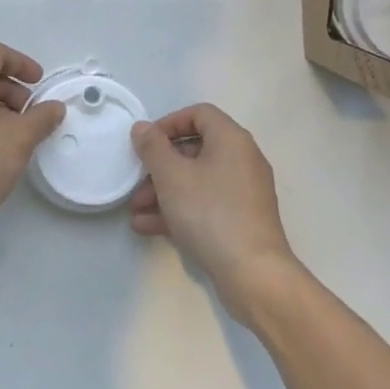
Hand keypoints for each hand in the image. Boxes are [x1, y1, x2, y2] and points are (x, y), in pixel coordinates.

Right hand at [129, 104, 303, 326]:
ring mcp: (243, 192)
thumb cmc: (210, 213)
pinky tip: (148, 226)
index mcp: (231, 140)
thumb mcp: (172, 176)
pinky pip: (205, 204)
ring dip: (163, 191)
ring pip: (197, 180)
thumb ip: (152, 147)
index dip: (169, 123)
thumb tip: (142, 128)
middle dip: (160, 166)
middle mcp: (242, 160)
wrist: (253, 274)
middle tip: (136, 181)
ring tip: (136, 210)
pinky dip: (179, 210)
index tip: (146, 142)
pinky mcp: (241, 220)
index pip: (199, 114)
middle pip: (195, 149)